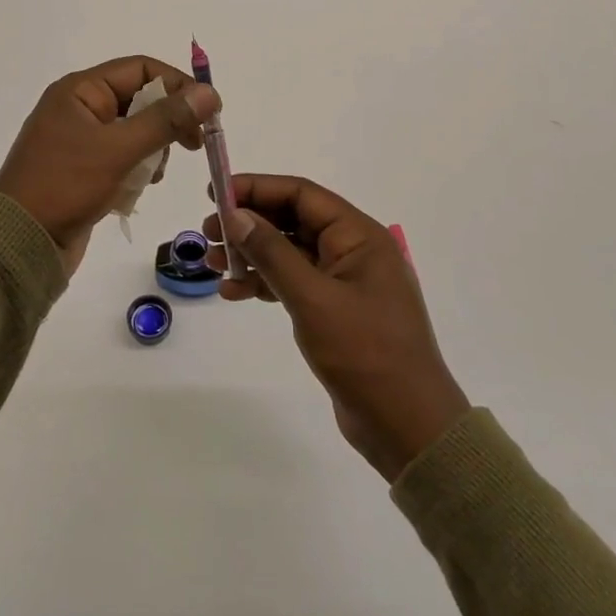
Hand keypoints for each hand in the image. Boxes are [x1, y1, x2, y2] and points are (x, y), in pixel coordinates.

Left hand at [0, 56, 217, 276]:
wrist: (19, 243)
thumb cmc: (66, 186)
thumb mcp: (119, 149)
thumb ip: (166, 120)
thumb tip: (210, 93)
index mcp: (80, 90)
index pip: (141, 69)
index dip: (178, 85)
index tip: (208, 113)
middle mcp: (80, 108)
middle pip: (140, 99)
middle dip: (168, 121)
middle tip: (193, 145)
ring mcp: (81, 140)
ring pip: (135, 131)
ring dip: (153, 150)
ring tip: (153, 175)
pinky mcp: (84, 169)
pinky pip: (123, 157)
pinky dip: (137, 169)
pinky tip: (137, 189)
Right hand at [205, 175, 469, 482]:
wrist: (407, 426)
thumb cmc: (365, 353)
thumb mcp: (313, 298)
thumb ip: (272, 253)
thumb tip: (236, 214)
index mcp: (359, 236)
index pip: (301, 194)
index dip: (256, 188)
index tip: (215, 193)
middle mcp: (353, 250)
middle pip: (292, 220)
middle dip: (249, 223)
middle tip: (207, 233)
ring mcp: (345, 282)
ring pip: (289, 252)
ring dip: (251, 254)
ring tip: (212, 263)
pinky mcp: (335, 311)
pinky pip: (293, 283)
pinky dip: (264, 283)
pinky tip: (233, 292)